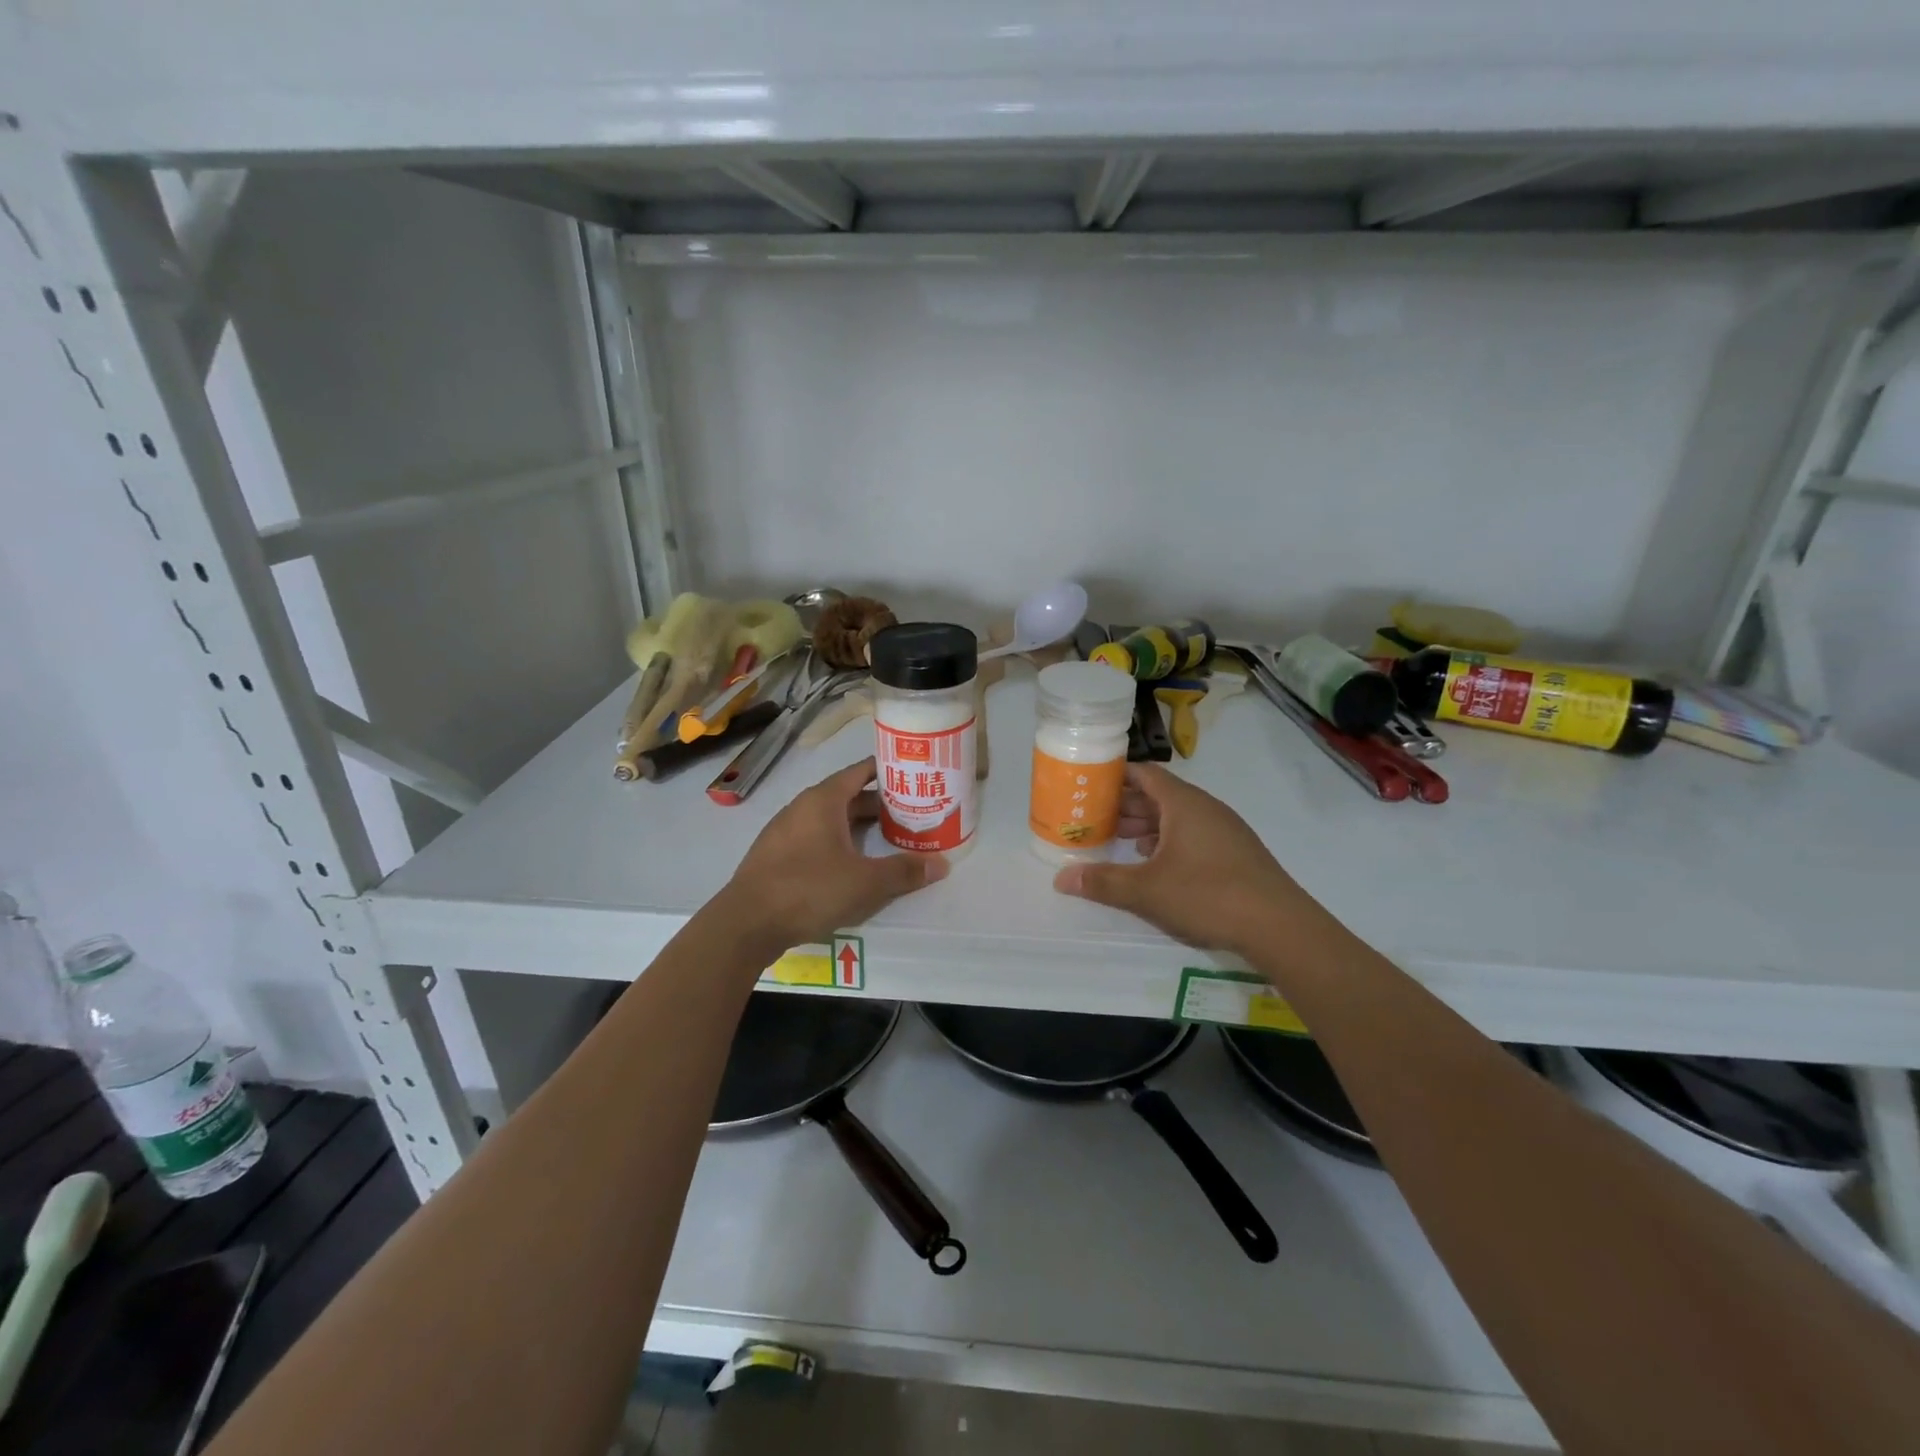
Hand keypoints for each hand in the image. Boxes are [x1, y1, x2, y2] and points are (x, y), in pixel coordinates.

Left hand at [720, 757, 947, 948]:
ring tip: (888, 840)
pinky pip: (814, 839)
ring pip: (830, 820)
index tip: (913, 775)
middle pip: (848, 796)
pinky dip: (837, 844)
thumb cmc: (809, 889)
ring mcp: (785, 831)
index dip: (888, 771)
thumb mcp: (866, 883)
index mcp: (823, 800)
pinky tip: (851, 865)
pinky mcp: (775, 856)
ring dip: (858, 827)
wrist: (746, 924)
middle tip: (911, 814)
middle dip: (879, 805)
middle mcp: (802, 807)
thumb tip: (941, 864)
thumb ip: (904, 871)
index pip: (861, 771)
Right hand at [1053, 764, 1323, 955]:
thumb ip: (1103, 882)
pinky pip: (1194, 834)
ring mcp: (1225, 830)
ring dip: (1147, 825)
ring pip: (1177, 816)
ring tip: (1118, 840)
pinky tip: (1156, 863)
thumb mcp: (1146, 890)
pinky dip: (1169, 841)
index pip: (1144, 773)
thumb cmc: (1207, 895)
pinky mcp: (1236, 852)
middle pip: (1159, 794)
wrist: (1279, 926)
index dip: (1115, 775)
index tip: (1089, 783)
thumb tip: (1061, 878)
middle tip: (1094, 817)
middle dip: (1126, 804)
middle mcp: (1205, 808)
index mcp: (1183, 803)